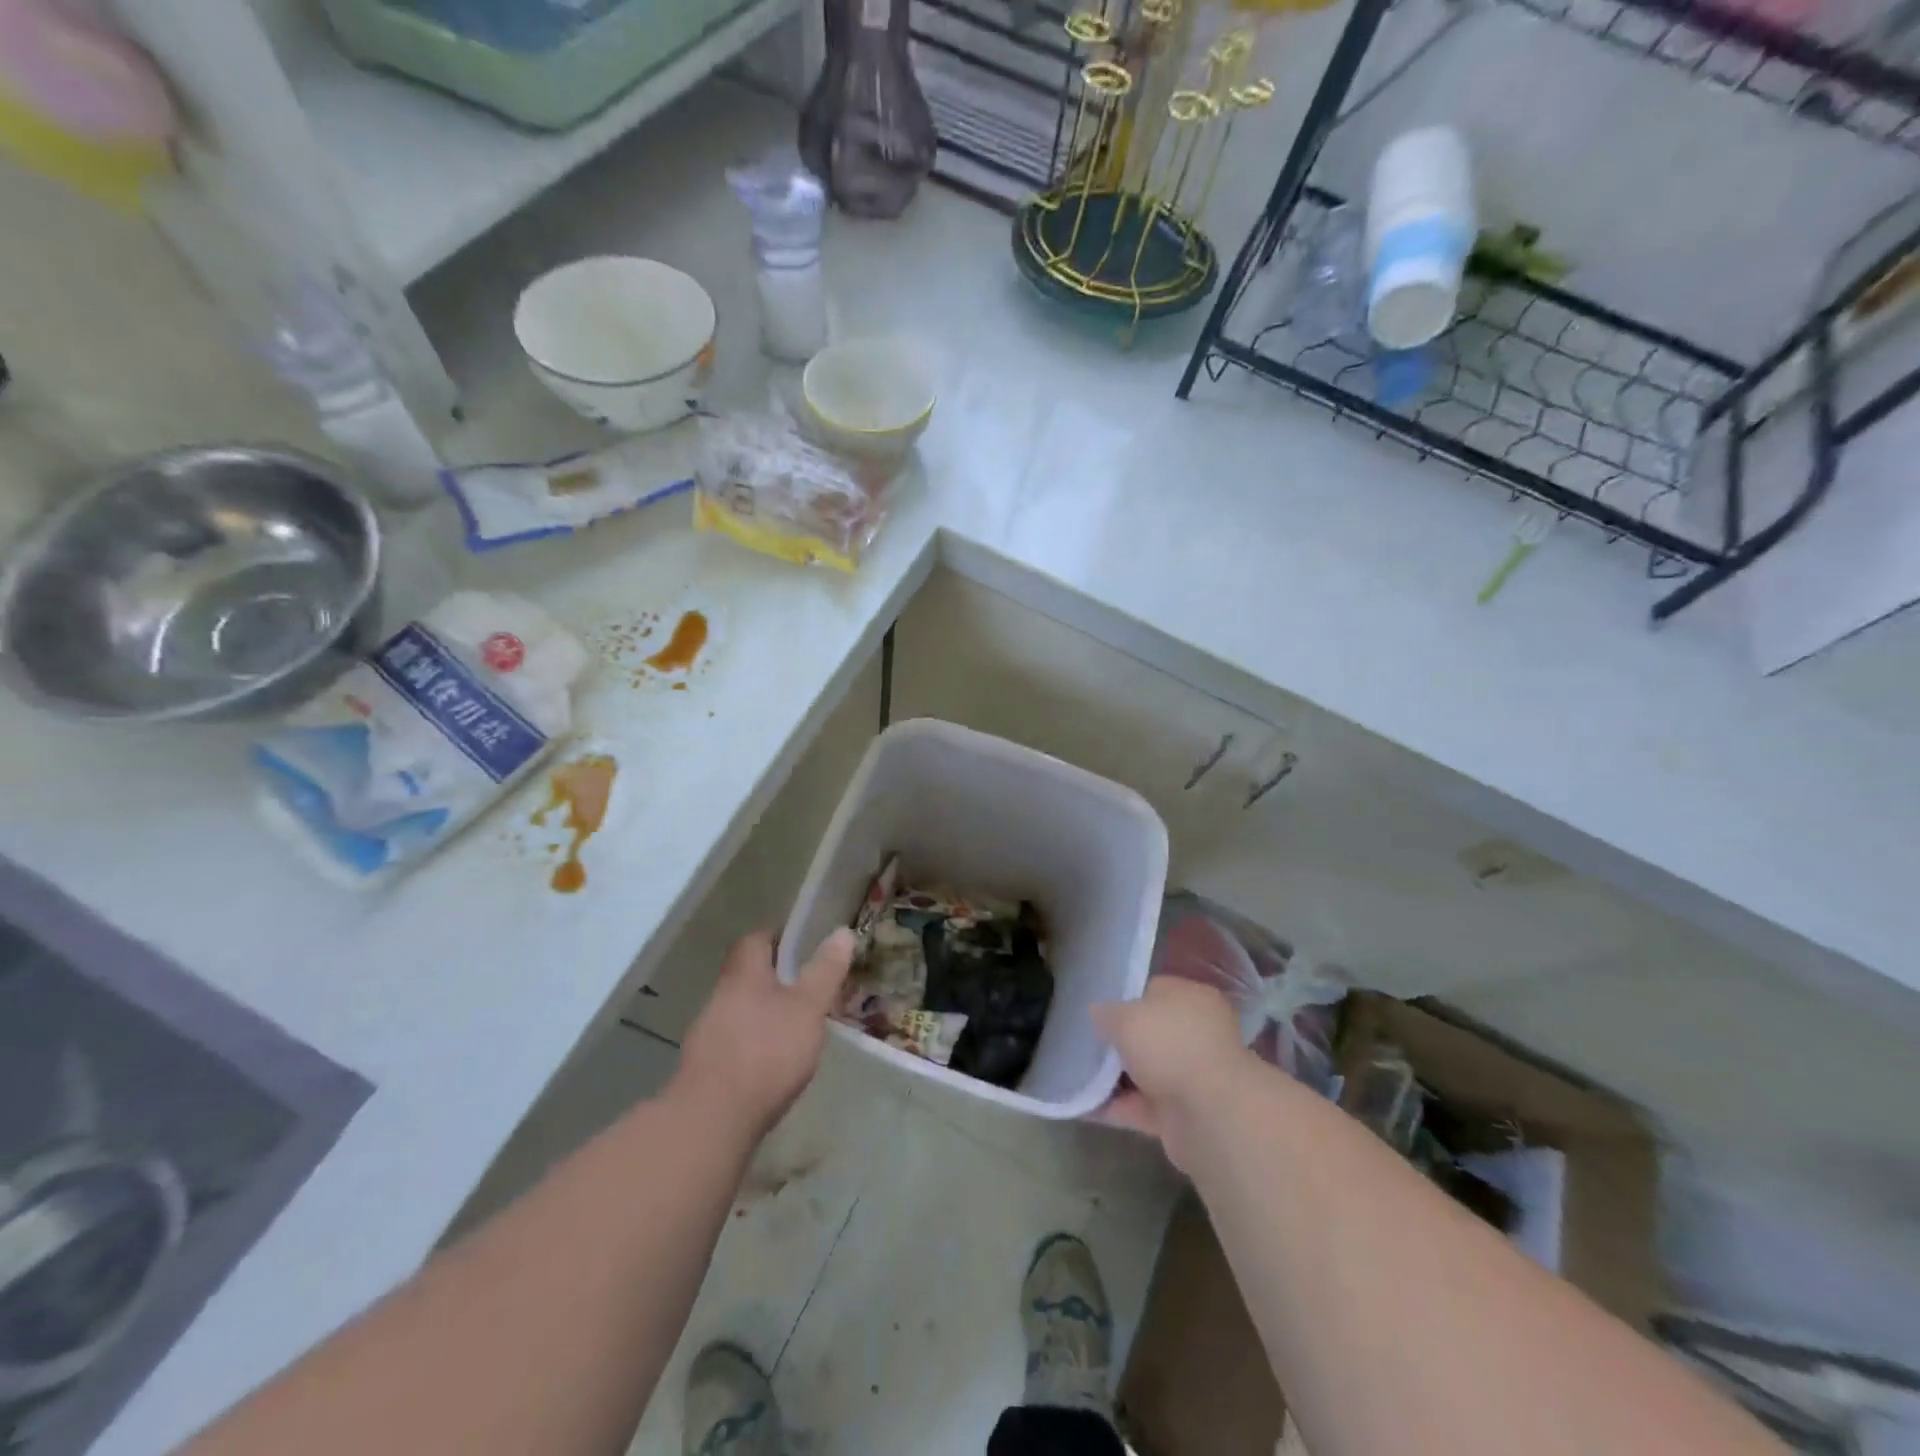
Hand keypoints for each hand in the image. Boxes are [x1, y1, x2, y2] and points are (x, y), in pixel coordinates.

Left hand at [674, 929, 855, 1139]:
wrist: (713, 1119)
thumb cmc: (767, 1051)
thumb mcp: (808, 1007)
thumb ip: (825, 971)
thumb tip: (842, 931)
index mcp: (744, 974)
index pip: (755, 939)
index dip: (778, 936)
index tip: (802, 943)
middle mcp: (720, 996)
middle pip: (746, 974)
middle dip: (773, 977)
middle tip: (806, 986)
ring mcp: (707, 1033)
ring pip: (739, 1009)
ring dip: (763, 1011)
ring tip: (794, 1026)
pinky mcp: (705, 1067)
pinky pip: (733, 1041)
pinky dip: (753, 1042)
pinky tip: (772, 1062)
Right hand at [1091, 977, 1252, 1170]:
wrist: (1211, 1115)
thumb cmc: (1169, 1046)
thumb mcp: (1125, 1016)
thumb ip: (1106, 1012)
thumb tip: (1098, 1013)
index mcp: (1192, 998)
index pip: (1154, 991)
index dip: (1124, 999)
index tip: (1096, 1010)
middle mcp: (1198, 1034)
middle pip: (1150, 1034)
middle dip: (1120, 1041)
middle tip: (1085, 1043)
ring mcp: (1193, 1076)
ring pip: (1146, 1071)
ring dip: (1116, 1077)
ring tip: (1077, 1075)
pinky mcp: (1185, 1114)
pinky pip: (1143, 1106)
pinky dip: (1118, 1108)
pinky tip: (1085, 1107)